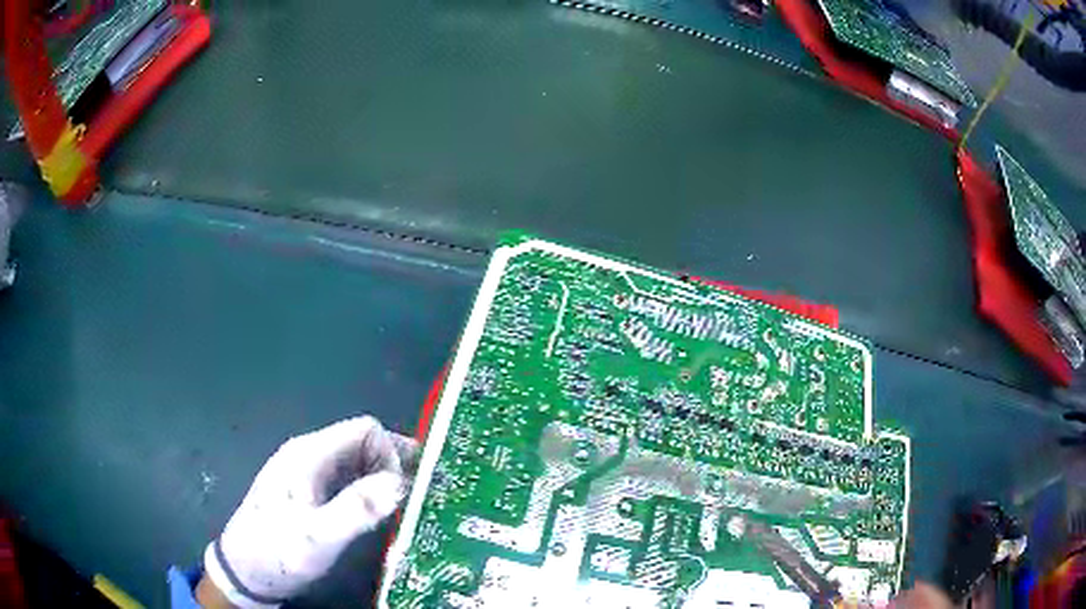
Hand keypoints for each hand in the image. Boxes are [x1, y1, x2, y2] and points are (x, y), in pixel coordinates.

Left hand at [201, 416, 417, 607]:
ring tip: (406, 509)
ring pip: (357, 462)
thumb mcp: (318, 537)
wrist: (244, 572)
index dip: (392, 454)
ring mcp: (308, 473)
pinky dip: (370, 491)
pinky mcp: (309, 492)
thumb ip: (358, 508)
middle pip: (363, 443)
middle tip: (420, 498)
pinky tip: (379, 515)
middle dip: (395, 465)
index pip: (366, 431)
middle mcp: (310, 455)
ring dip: (385, 480)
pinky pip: (348, 481)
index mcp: (310, 455)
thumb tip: (402, 482)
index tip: (404, 491)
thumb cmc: (278, 552)